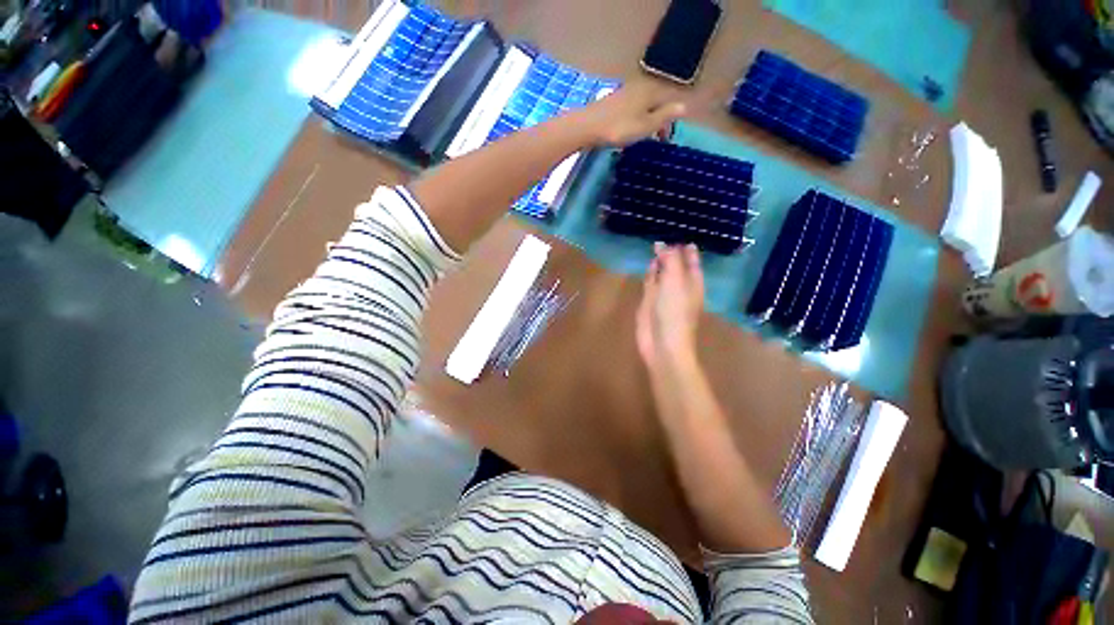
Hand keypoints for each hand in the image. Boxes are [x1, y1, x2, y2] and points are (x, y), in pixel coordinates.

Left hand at [575, 81, 686, 147]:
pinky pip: (632, 109)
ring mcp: (625, 92)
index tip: (664, 139)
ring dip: (646, 120)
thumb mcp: (646, 125)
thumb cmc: (620, 128)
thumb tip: (684, 106)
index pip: (669, 101)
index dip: (670, 120)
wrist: (588, 126)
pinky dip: (635, 119)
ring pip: (643, 105)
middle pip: (656, 102)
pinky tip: (628, 129)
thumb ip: (665, 116)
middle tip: (655, 139)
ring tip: (642, 136)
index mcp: (651, 90)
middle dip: (658, 120)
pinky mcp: (614, 101)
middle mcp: (640, 86)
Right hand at [636, 243, 704, 369]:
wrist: (662, 343)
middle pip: (677, 264)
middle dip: (673, 252)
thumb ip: (670, 261)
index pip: (692, 260)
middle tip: (666, 233)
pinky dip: (650, 272)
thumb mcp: (675, 281)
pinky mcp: (650, 301)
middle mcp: (680, 286)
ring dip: (661, 260)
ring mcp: (664, 294)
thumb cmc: (674, 311)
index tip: (680, 231)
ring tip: (656, 244)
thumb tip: (662, 243)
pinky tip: (649, 263)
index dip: (687, 247)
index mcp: (693, 282)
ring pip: (663, 272)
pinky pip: (651, 281)